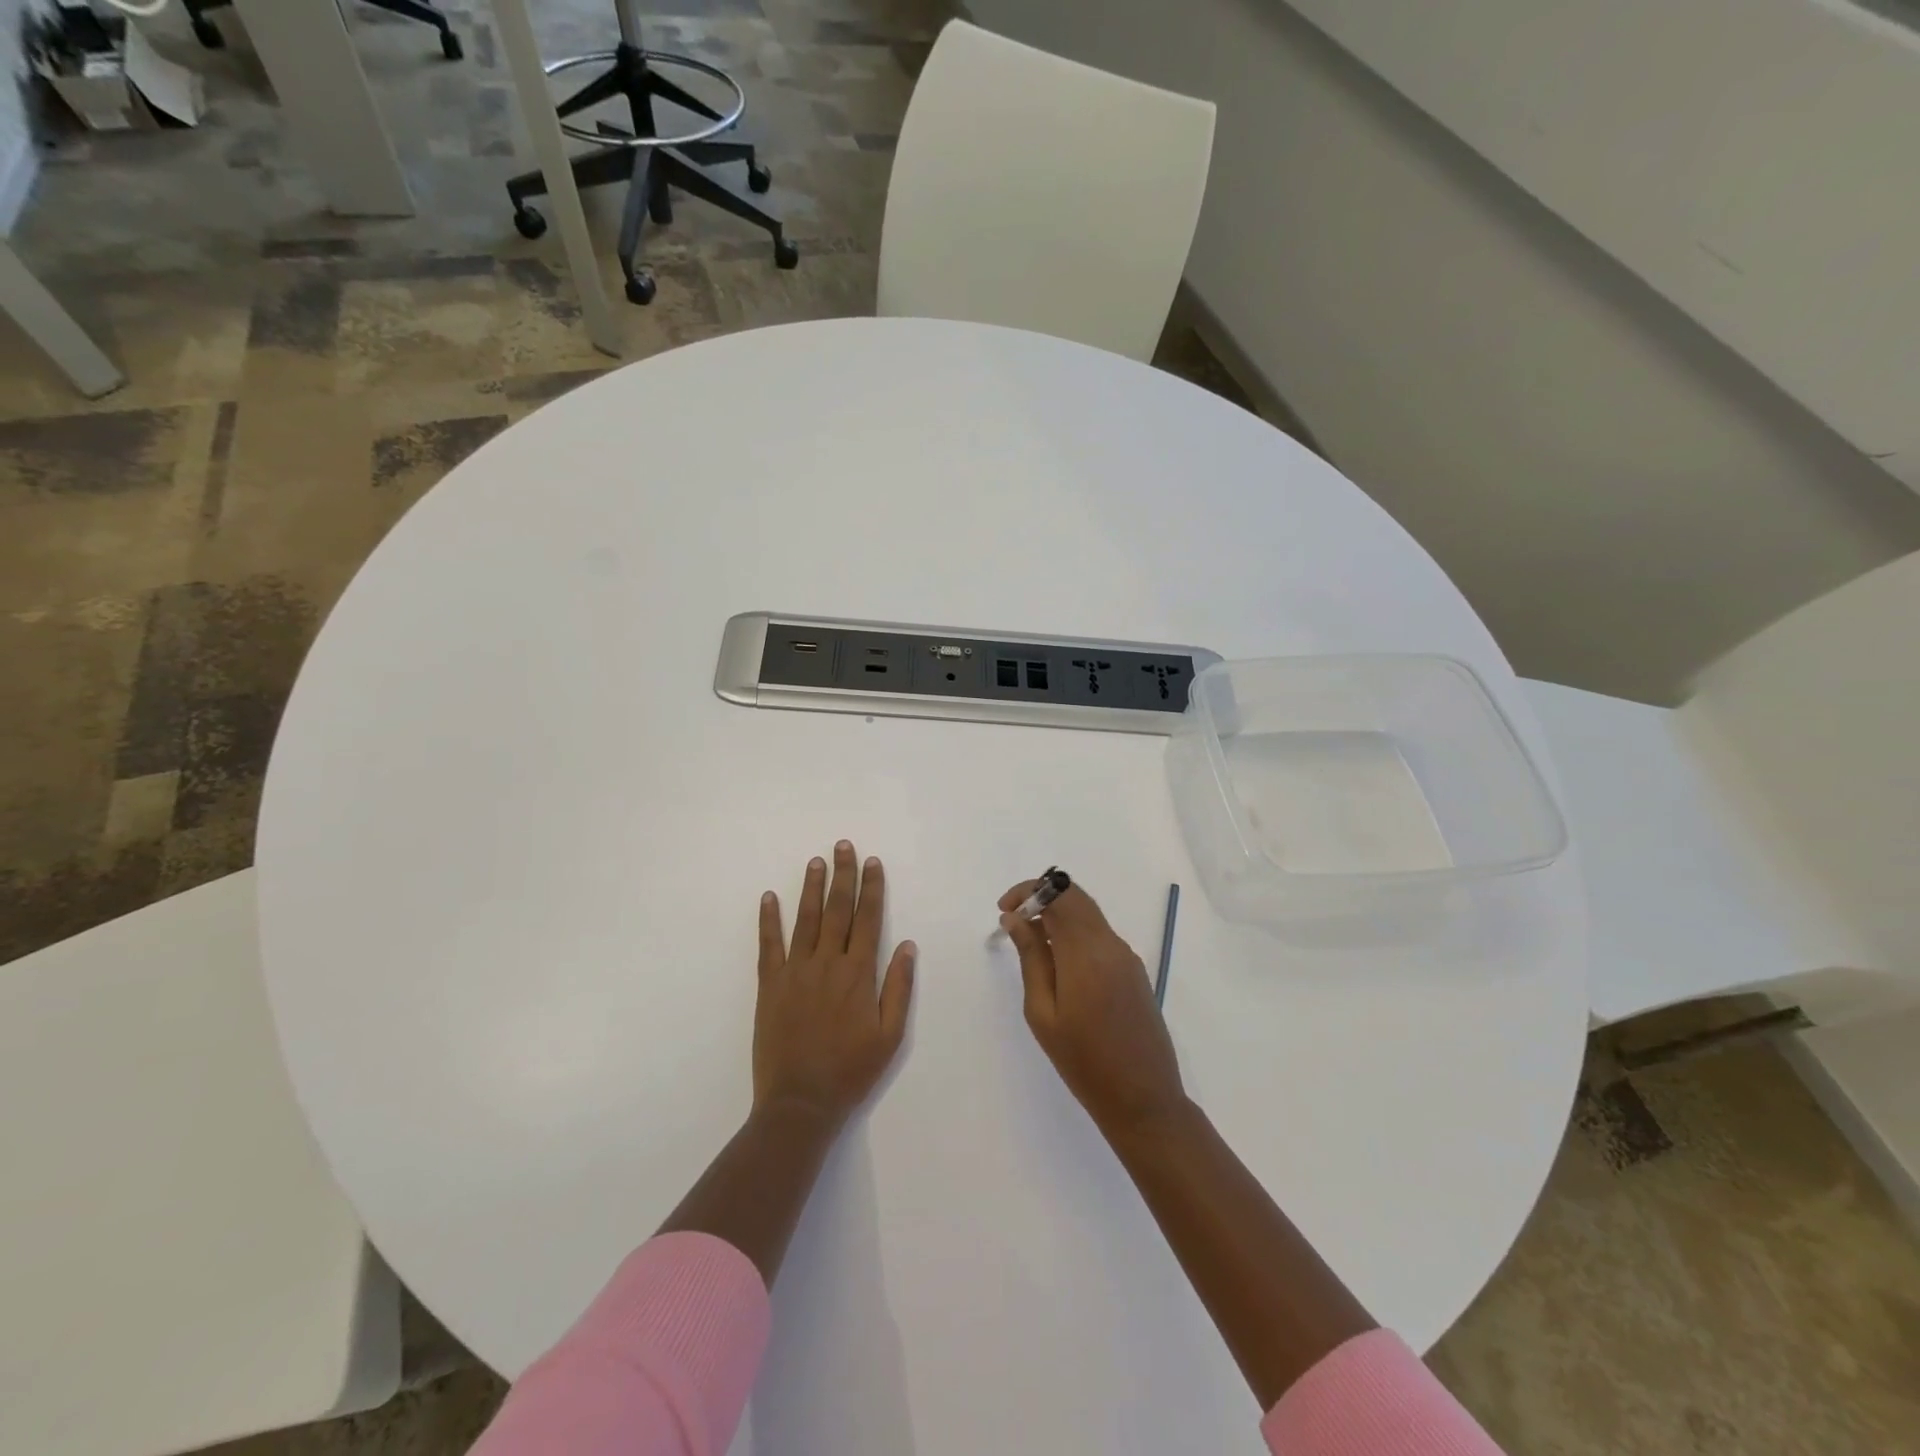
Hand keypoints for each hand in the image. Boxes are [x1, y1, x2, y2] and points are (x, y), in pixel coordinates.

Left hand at [755, 841, 915, 1126]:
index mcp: (858, 974)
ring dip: (811, 888)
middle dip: (842, 875)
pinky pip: (768, 945)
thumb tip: (907, 946)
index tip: (872, 862)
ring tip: (815, 861)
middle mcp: (827, 963)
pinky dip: (768, 920)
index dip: (871, 888)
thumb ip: (898, 987)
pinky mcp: (769, 985)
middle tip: (843, 845)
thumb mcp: (890, 1035)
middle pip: (837, 910)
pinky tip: (768, 897)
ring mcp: (795, 972)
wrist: (800, 1103)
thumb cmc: (851, 1071)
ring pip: (804, 919)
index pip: (868, 919)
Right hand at [999, 880, 1184, 1133]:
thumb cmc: (1083, 1061)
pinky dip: (1075, 934)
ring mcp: (1126, 957)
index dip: (1029, 891)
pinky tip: (1059, 964)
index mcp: (1086, 953)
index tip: (1004, 910)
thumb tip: (1015, 919)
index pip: (1059, 895)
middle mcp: (1110, 944)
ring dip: (1058, 916)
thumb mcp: (1043, 1012)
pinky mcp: (1134, 970)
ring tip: (1031, 946)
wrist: (1143, 1098)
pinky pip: (1100, 936)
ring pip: (1089, 915)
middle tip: (1013, 921)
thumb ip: (1031, 958)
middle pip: (1076, 898)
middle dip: (1042, 898)